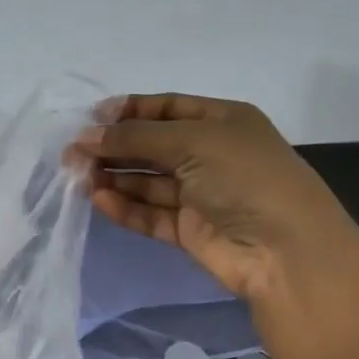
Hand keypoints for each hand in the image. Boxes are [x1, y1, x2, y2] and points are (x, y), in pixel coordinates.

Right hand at [72, 92, 358, 304]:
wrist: (285, 251)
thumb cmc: (244, 178)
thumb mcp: (192, 141)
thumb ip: (135, 137)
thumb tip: (85, 137)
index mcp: (222, 121)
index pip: (167, 107)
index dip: (129, 111)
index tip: (90, 119)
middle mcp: (210, 154)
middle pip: (152, 145)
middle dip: (114, 146)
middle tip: (73, 153)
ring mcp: (200, 194)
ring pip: (147, 181)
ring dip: (114, 176)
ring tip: (77, 176)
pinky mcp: (190, 230)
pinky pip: (150, 214)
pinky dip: (126, 207)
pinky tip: (99, 200)